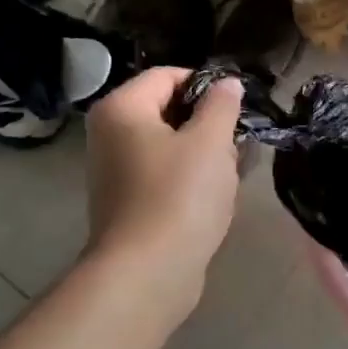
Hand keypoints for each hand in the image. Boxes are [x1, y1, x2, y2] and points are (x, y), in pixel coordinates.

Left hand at [83, 68, 243, 301]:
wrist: (147, 273)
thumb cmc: (179, 197)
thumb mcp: (210, 142)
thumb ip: (221, 105)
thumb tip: (227, 83)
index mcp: (122, 108)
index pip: (167, 75)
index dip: (207, 84)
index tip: (238, 106)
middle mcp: (109, 134)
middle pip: (168, 110)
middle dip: (208, 124)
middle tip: (237, 144)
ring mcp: (115, 171)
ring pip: (170, 146)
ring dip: (204, 154)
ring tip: (231, 173)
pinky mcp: (128, 203)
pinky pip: (165, 176)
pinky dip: (190, 180)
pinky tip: (216, 197)